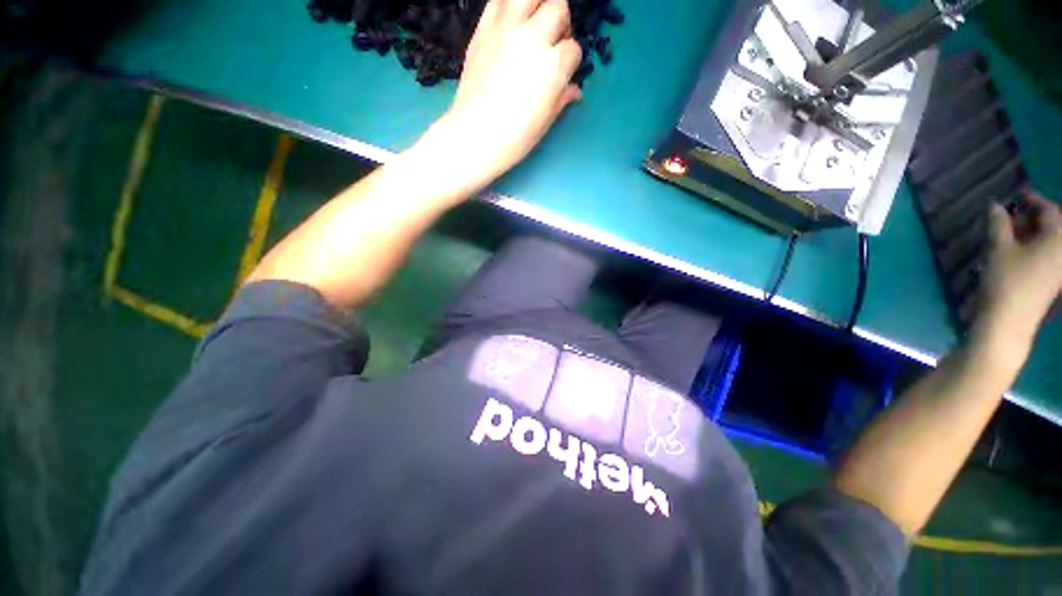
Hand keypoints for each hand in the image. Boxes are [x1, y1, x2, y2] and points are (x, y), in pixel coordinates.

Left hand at [434, 0, 582, 184]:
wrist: (475, 136)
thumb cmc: (515, 137)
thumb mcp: (545, 122)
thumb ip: (562, 98)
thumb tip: (574, 89)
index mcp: (552, 67)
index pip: (573, 49)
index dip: (571, 61)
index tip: (564, 72)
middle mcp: (532, 39)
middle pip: (558, 9)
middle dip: (560, 24)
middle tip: (552, 42)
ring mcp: (506, 30)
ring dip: (538, 3)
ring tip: (534, 22)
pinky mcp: (483, 29)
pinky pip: (498, 0)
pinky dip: (509, 5)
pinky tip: (511, 21)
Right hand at [975, 192, 1061, 358]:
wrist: (1010, 322)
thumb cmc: (1006, 281)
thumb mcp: (999, 249)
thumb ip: (999, 224)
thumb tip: (996, 206)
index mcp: (1058, 238)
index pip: (1050, 210)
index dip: (1034, 201)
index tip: (1018, 196)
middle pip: (1055, 226)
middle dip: (1036, 218)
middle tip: (1015, 216)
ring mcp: (1061, 268)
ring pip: (1052, 242)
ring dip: (1035, 234)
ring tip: (1015, 233)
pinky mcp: (1054, 281)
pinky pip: (1050, 256)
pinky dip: (1037, 248)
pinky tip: (1021, 251)